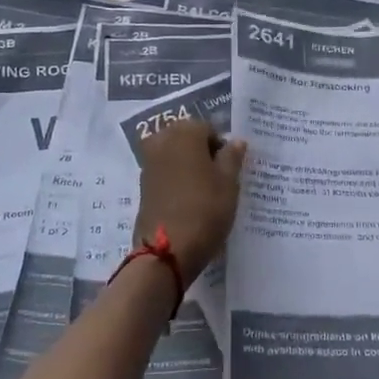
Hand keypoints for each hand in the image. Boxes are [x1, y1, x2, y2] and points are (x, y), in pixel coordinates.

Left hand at [133, 119, 246, 284]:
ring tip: (206, 190)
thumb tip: (235, 141)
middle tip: (219, 177)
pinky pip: (165, 172)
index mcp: (185, 133)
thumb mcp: (229, 184)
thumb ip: (232, 157)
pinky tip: (189, 199)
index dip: (222, 146)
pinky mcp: (143, 185)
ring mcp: (149, 163)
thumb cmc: (205, 210)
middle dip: (202, 152)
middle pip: (187, 138)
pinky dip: (176, 179)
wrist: (166, 250)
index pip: (208, 128)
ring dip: (188, 165)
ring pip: (174, 154)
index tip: (231, 168)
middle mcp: (162, 141)